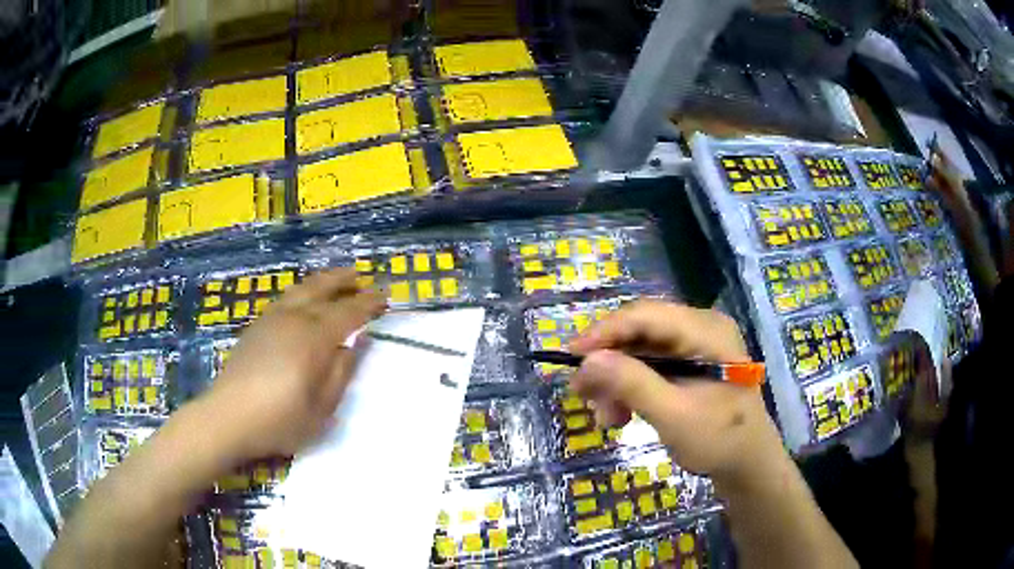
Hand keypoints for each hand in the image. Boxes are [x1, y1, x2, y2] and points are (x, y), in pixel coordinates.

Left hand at [201, 268, 385, 462]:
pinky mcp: (256, 326)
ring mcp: (271, 319)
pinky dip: (303, 291)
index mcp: (313, 338)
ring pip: (301, 289)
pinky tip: (304, 301)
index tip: (385, 296)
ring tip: (337, 280)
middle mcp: (293, 319)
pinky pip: (286, 298)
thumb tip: (357, 344)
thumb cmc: (279, 420)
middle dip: (344, 280)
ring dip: (322, 282)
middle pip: (322, 289)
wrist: (227, 417)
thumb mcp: (322, 409)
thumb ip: (341, 373)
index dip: (368, 303)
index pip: (348, 312)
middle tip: (362, 276)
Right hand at [568, 300, 784, 484]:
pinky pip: (649, 366)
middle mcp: (700, 328)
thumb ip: (633, 385)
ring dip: (616, 381)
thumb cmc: (720, 441)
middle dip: (608, 363)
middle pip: (640, 332)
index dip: (604, 332)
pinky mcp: (689, 363)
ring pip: (640, 351)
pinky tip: (620, 415)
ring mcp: (695, 345)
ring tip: (604, 417)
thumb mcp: (674, 416)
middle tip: (581, 393)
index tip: (570, 356)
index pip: (646, 316)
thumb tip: (587, 361)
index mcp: (706, 331)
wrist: (747, 464)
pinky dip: (630, 388)